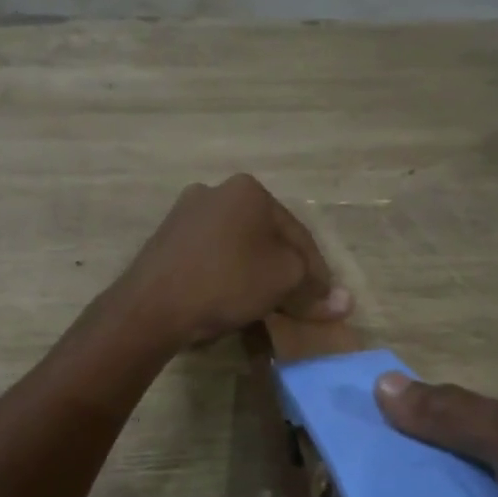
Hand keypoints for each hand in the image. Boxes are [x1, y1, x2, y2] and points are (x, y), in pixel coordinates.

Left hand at [118, 176, 350, 349]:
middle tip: (298, 305)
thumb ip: (314, 288)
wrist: (152, 305)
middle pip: (266, 238)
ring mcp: (185, 215)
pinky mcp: (165, 241)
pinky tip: (232, 301)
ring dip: (256, 275)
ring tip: (267, 307)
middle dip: (285, 272)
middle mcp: (215, 192)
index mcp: (248, 189)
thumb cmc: (226, 281)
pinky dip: (227, 277)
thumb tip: (346, 303)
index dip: (317, 272)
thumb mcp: (283, 281)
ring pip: (237, 248)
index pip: (297, 234)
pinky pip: (211, 258)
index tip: (325, 302)